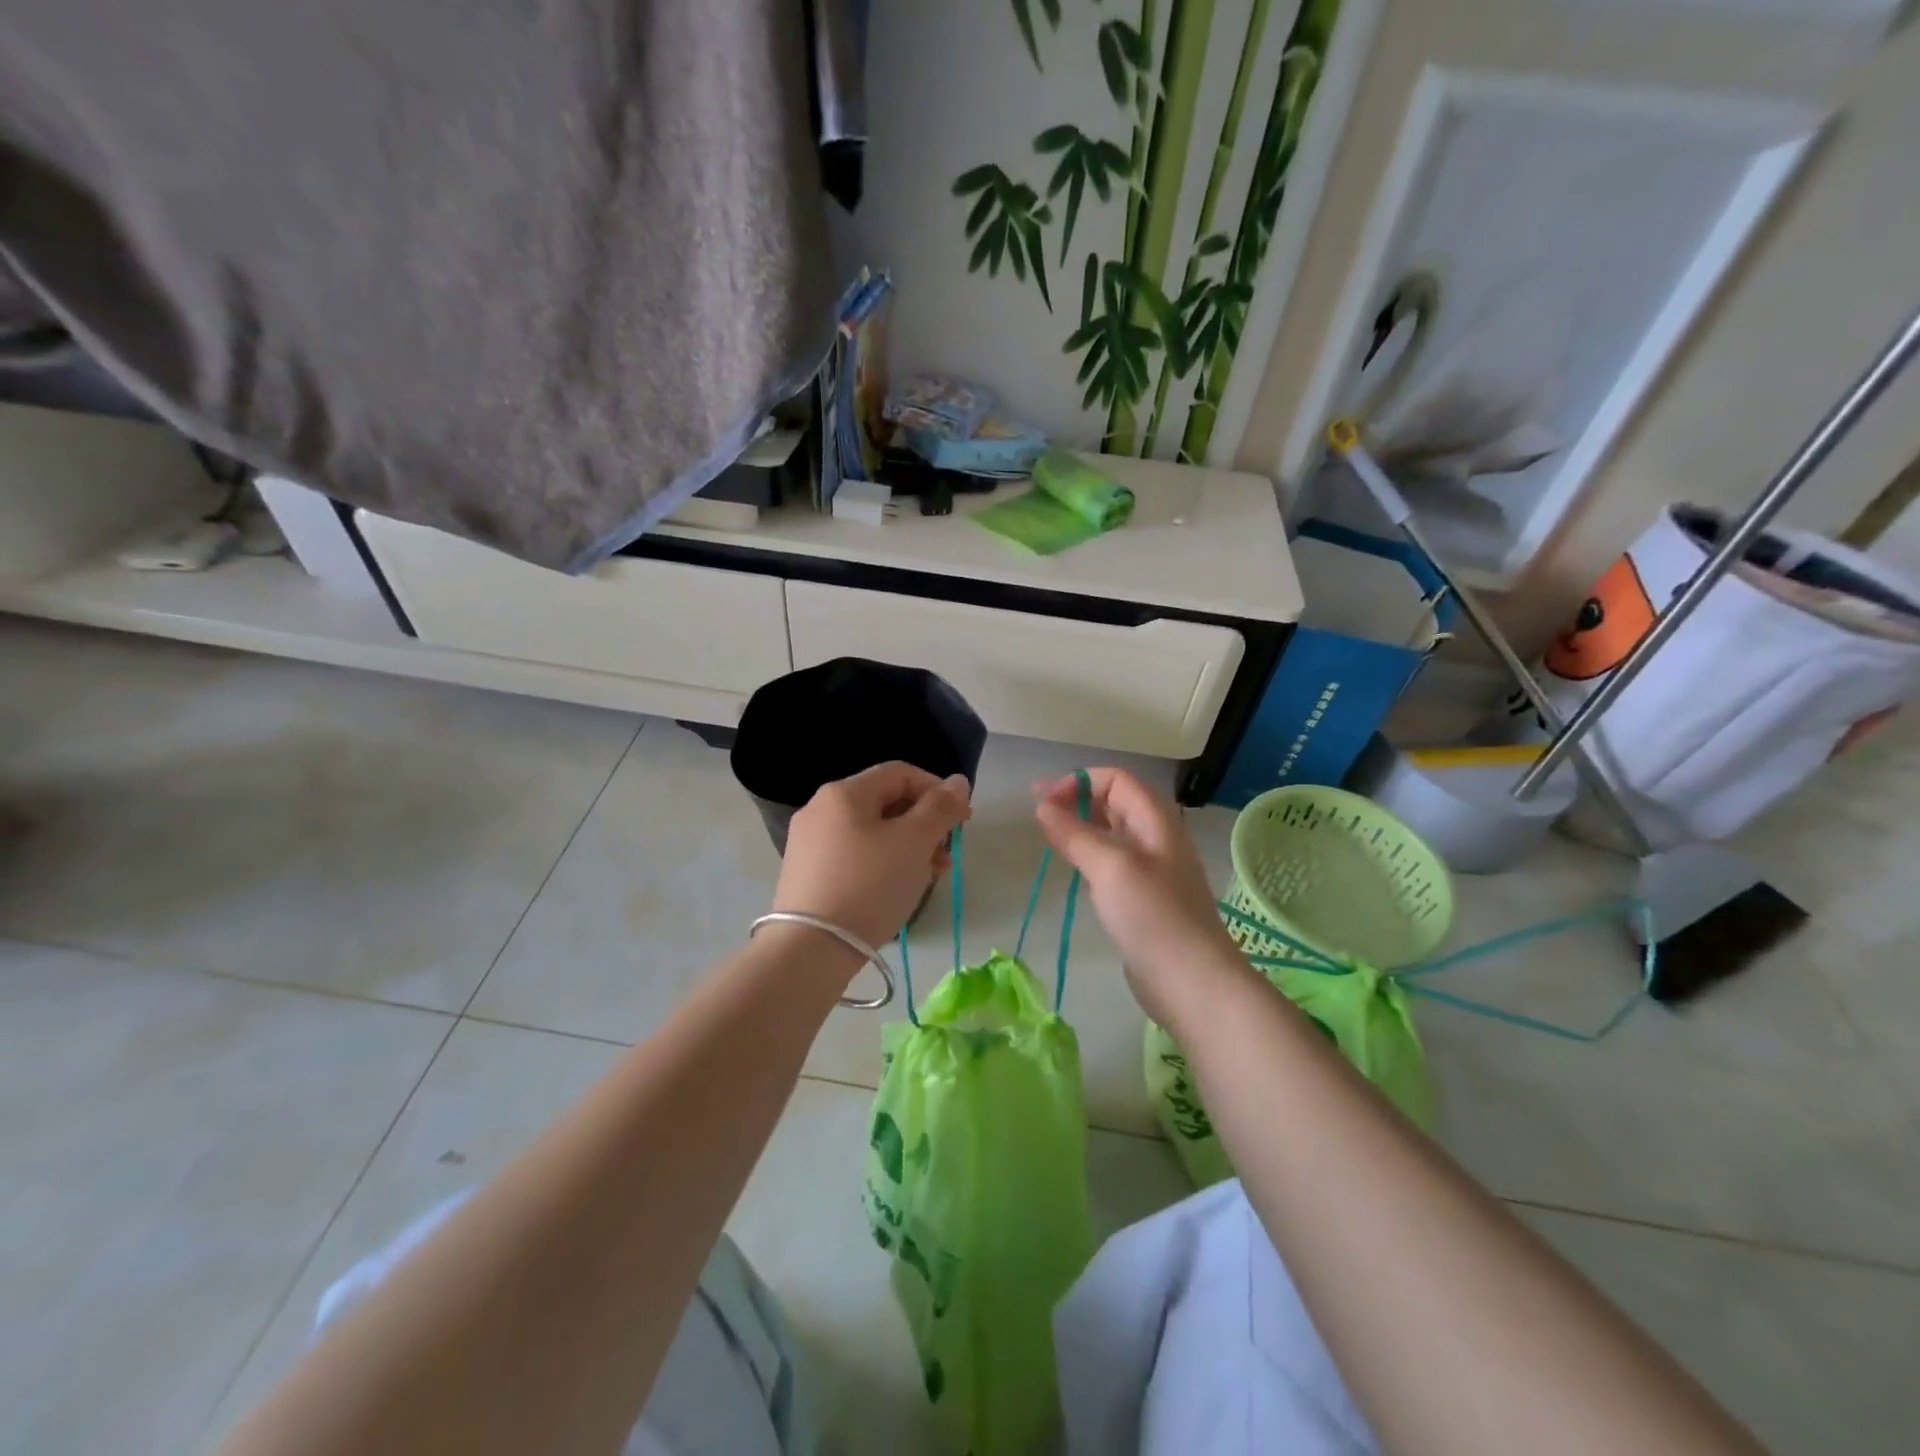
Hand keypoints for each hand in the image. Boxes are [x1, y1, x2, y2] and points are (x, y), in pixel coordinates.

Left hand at [774, 762, 971, 950]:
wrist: (811, 949)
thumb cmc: (870, 885)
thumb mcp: (914, 842)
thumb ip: (940, 807)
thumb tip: (958, 781)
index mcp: (844, 792)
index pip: (900, 773)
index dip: (937, 790)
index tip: (962, 819)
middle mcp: (820, 809)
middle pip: (885, 802)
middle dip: (924, 824)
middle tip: (946, 855)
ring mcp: (809, 843)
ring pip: (871, 832)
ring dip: (907, 847)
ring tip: (929, 876)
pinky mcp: (806, 874)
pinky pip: (854, 855)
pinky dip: (882, 863)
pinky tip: (897, 889)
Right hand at [1034, 768, 1241, 1024]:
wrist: (1192, 982)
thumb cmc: (1152, 916)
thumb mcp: (1109, 868)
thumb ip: (1074, 834)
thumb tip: (1042, 807)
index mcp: (1155, 820)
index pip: (1115, 779)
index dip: (1078, 782)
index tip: (1042, 801)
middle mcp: (1157, 837)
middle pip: (1115, 801)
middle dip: (1077, 798)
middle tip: (1038, 813)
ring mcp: (1153, 868)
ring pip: (1113, 831)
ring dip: (1081, 825)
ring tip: (1050, 835)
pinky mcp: (1145, 896)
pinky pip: (1114, 860)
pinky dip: (1090, 853)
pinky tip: (1074, 868)